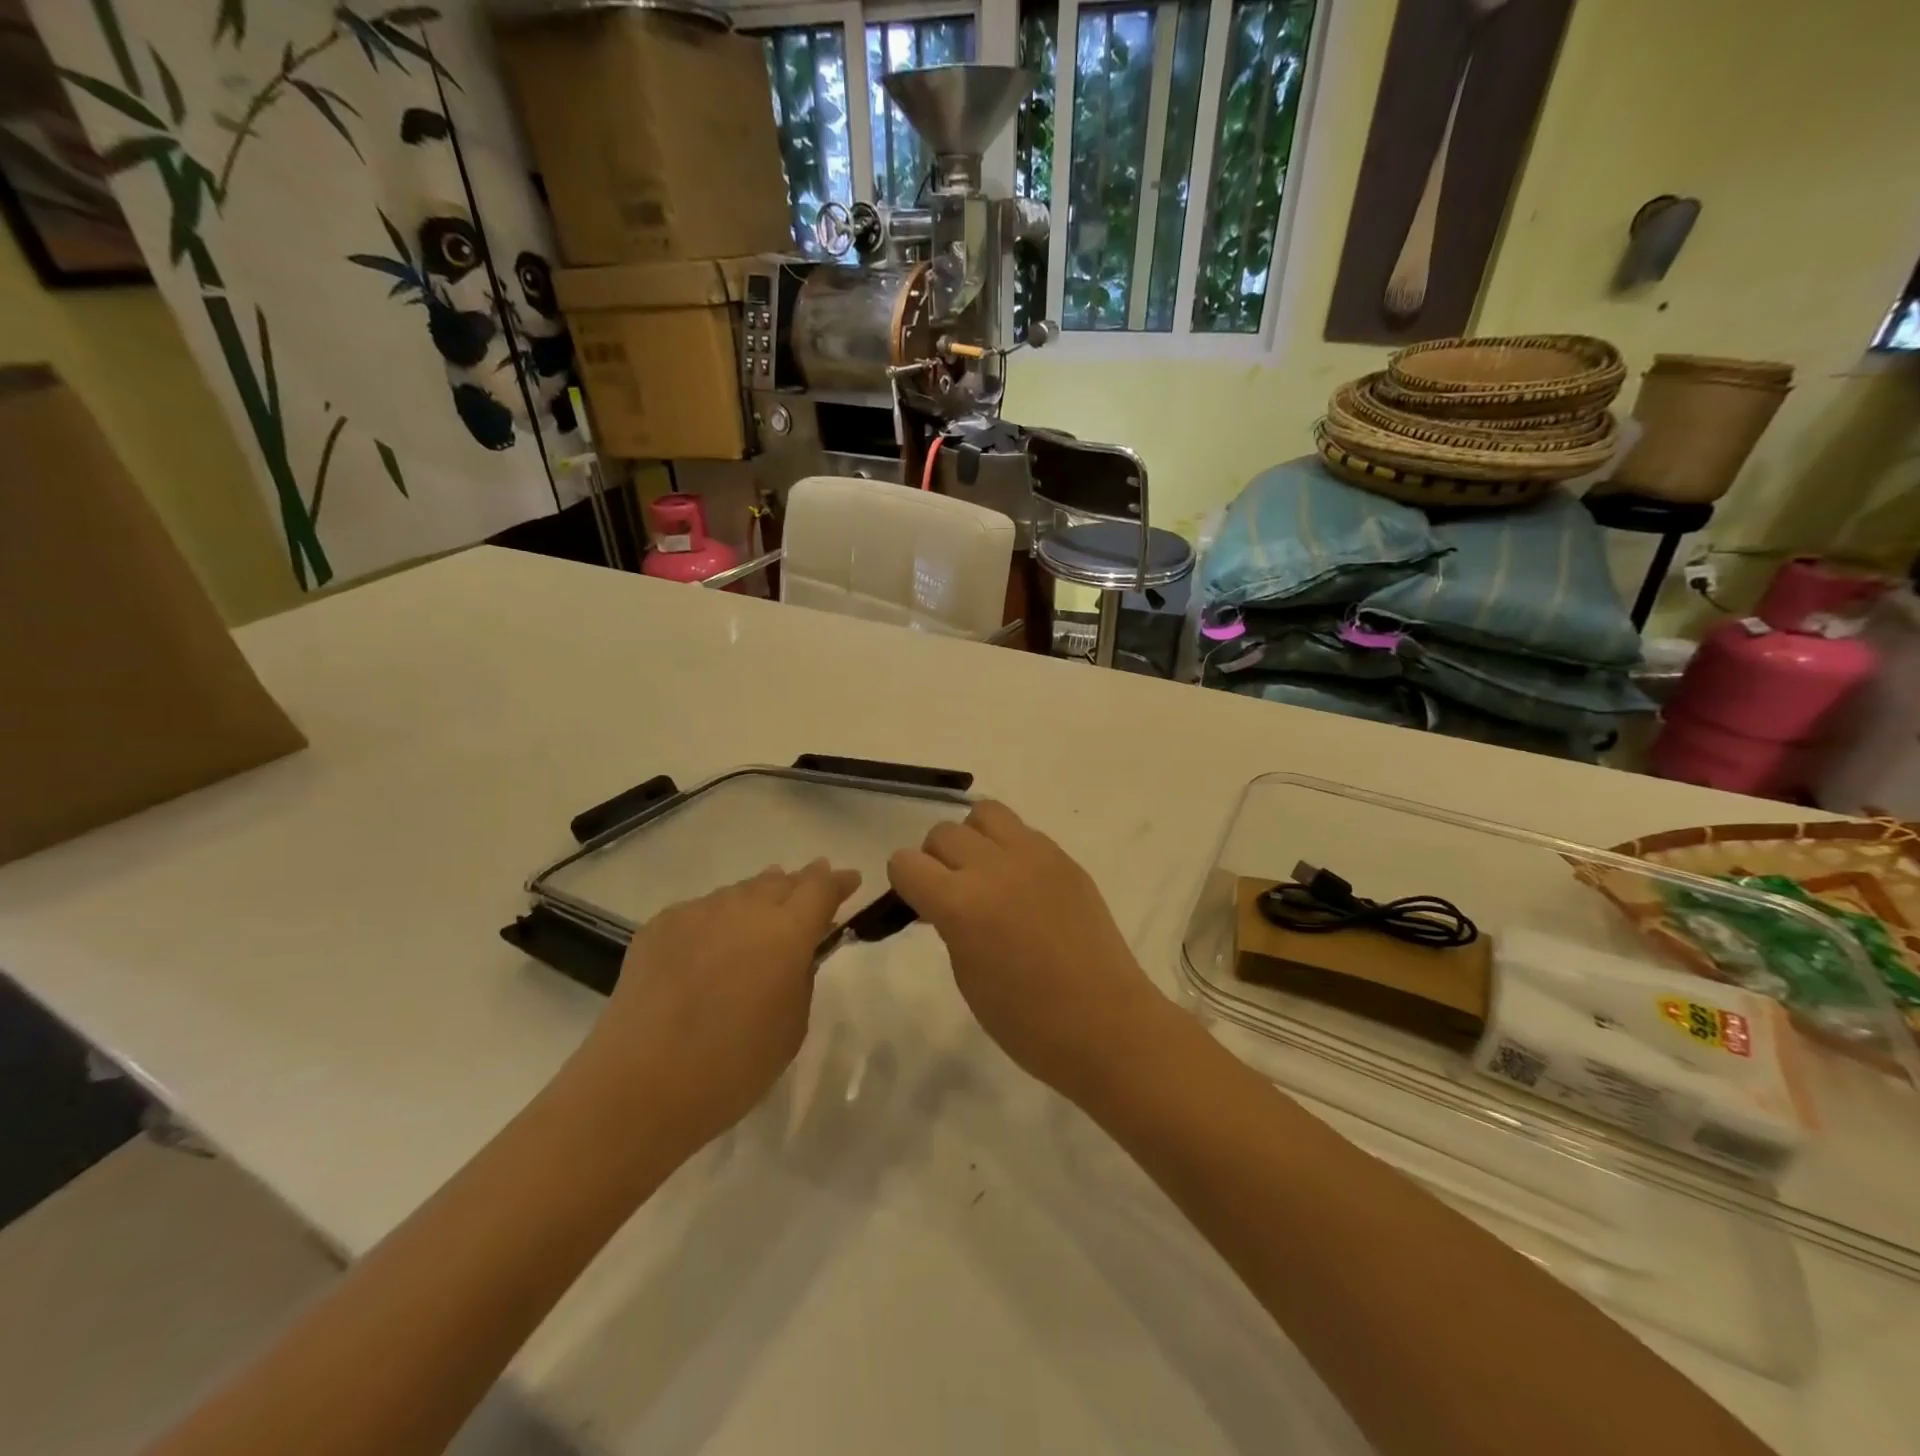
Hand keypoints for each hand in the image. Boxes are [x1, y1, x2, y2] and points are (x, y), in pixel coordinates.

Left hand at [576, 860, 859, 1152]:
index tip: (850, 880)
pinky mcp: (660, 926)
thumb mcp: (791, 1027)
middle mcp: (744, 910)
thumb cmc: (731, 1068)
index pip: (820, 889)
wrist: (637, 1087)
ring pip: (740, 892)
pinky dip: (719, 918)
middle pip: (780, 881)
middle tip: (810, 889)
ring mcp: (698, 913)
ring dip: (759, 897)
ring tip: (764, 909)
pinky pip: (702, 911)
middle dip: (800, 883)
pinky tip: (714, 941)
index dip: (838, 882)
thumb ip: (801, 978)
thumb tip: (796, 952)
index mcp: (786, 933)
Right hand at [887, 801, 1165, 1095]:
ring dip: (973, 839)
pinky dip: (1010, 849)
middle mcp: (995, 867)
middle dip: (935, 860)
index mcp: (962, 904)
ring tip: (985, 875)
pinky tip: (1023, 886)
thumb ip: (948, 924)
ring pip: (985, 814)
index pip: (906, 862)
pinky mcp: (1065, 858)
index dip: (904, 883)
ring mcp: (1036, 856)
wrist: (1106, 1024)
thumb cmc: (1028, 1021)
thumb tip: (943, 902)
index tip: (917, 904)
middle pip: (943, 833)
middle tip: (951, 894)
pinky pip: (1023, 833)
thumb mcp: (967, 976)